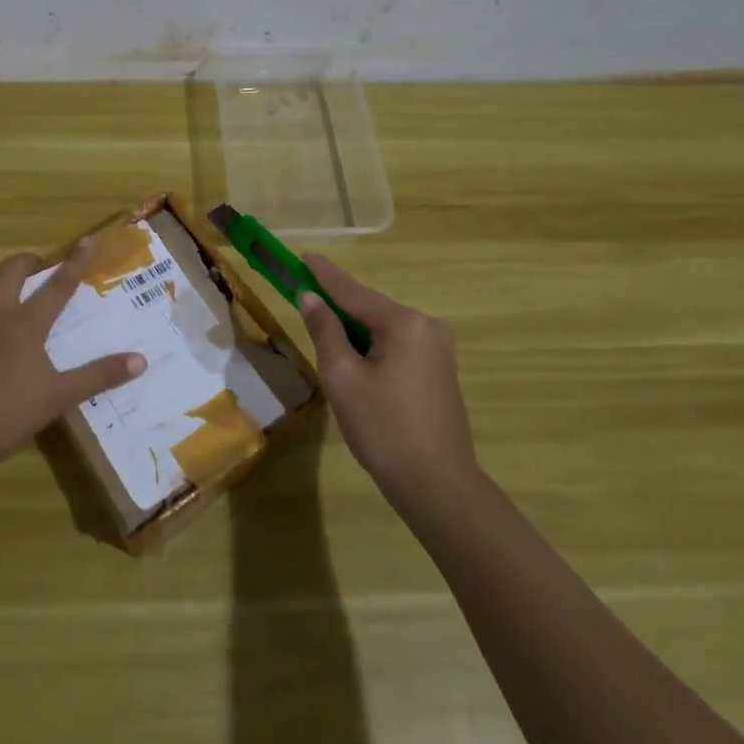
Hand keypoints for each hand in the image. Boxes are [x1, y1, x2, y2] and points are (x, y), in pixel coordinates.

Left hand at [0, 235, 146, 486]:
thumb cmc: (4, 417)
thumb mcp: (58, 399)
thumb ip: (99, 376)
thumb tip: (141, 361)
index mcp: (26, 324)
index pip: (59, 285)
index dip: (76, 261)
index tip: (89, 238)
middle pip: (12, 271)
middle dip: (29, 262)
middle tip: (39, 269)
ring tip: (5, 289)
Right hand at [298, 255, 480, 513]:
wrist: (438, 486)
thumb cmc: (383, 429)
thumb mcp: (343, 377)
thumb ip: (325, 331)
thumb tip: (311, 299)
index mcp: (404, 323)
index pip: (353, 292)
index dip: (324, 275)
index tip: (303, 256)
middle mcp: (427, 327)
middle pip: (370, 309)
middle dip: (338, 309)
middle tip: (305, 303)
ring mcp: (438, 350)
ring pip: (383, 330)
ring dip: (354, 333)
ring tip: (325, 341)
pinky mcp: (440, 372)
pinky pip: (398, 347)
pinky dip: (373, 349)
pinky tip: (357, 366)